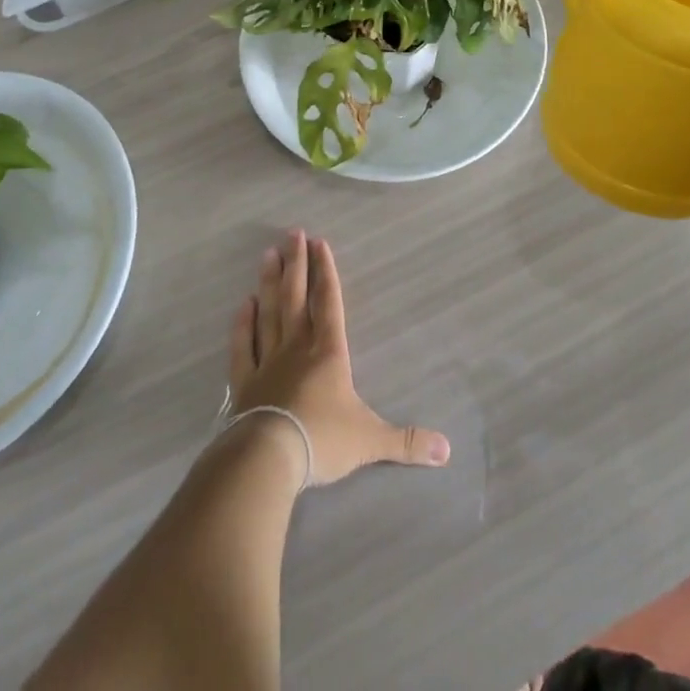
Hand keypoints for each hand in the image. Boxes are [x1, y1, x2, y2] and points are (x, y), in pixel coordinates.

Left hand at [227, 229, 450, 485]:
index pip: (329, 302)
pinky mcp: (244, 382)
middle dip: (297, 263)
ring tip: (268, 253)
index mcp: (328, 352)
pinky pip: (243, 346)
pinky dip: (242, 324)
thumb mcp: (371, 441)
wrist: (269, 458)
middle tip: (292, 232)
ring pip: (269, 312)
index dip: (326, 271)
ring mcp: (267, 361)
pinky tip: (243, 303)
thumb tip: (447, 451)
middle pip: (296, 297)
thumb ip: (406, 441)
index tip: (319, 242)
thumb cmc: (322, 441)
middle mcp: (297, 347)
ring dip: (269, 282)